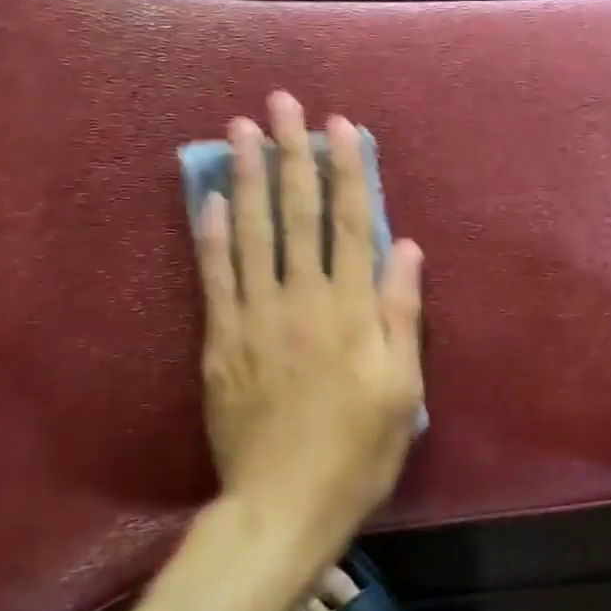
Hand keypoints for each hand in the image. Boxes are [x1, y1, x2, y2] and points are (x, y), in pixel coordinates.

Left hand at [193, 92, 424, 545]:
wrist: (283, 506)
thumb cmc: (358, 449)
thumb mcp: (402, 388)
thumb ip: (401, 313)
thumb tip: (403, 248)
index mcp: (350, 309)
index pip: (348, 223)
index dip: (346, 171)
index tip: (339, 127)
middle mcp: (301, 299)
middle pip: (295, 214)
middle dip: (289, 154)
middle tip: (280, 104)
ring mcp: (254, 317)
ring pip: (250, 233)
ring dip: (245, 177)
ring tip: (239, 131)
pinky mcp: (221, 340)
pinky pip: (214, 276)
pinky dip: (209, 233)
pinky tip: (207, 198)